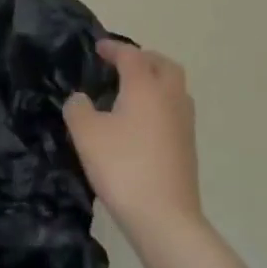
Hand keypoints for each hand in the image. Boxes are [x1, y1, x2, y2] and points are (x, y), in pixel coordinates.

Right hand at [64, 40, 202, 230]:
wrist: (165, 219)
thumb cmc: (123, 167)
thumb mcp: (86, 134)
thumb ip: (77, 108)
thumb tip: (81, 99)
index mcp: (145, 86)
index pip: (131, 55)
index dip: (113, 48)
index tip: (98, 48)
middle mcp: (169, 98)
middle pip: (163, 65)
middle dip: (143, 59)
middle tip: (122, 65)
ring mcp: (184, 124)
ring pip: (174, 88)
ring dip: (156, 81)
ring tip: (132, 93)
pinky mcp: (188, 148)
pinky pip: (175, 111)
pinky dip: (160, 105)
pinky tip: (142, 123)